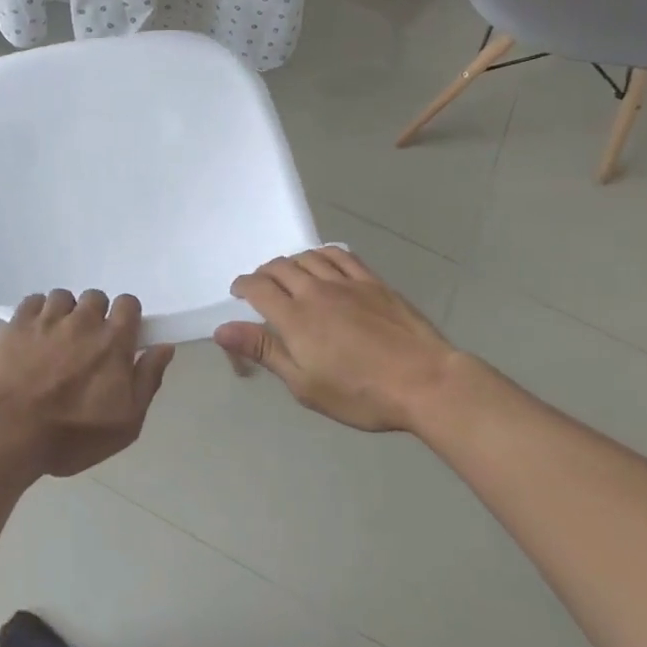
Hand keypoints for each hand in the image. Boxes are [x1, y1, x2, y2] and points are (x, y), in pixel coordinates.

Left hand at [0, 289, 174, 477]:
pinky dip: (36, 312)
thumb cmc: (74, 434)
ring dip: (64, 313)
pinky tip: (33, 334)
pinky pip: (33, 301)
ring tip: (56, 339)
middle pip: (95, 297)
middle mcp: (83, 320)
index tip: (120, 337)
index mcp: (113, 341)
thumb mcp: (127, 422)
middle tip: (86, 344)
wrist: (12, 431)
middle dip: (94, 315)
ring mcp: (48, 318)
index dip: (126, 316)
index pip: (128, 303)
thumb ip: (148, 379)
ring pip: (63, 297)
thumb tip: (164, 347)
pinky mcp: (18, 323)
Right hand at [214, 248, 456, 431]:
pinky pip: (340, 255)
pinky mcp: (372, 282)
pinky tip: (322, 261)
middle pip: (280, 267)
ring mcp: (346, 282)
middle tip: (261, 286)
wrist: (424, 382)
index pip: (258, 288)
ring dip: (291, 262)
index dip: (243, 285)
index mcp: (295, 317)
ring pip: (308, 257)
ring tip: (289, 274)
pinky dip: (323, 253)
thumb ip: (264, 351)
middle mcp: (315, 291)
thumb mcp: (304, 384)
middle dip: (264, 273)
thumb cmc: (360, 393)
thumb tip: (221, 329)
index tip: (238, 293)